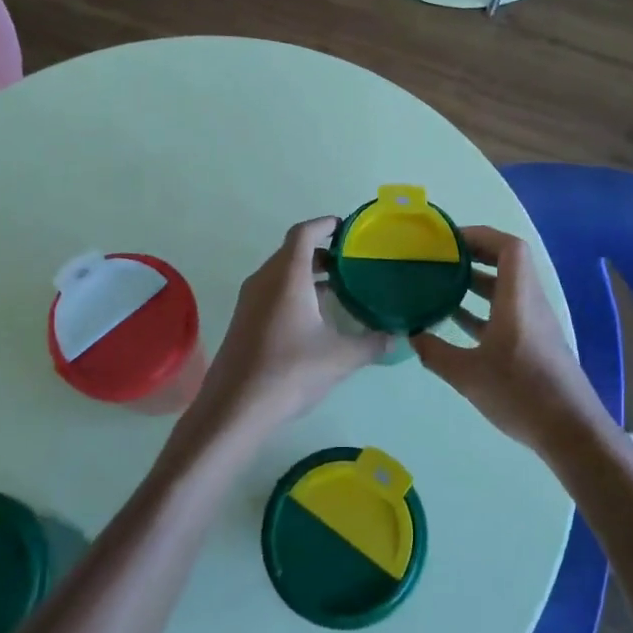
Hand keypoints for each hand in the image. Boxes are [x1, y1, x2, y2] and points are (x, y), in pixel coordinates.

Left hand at [177, 217, 389, 454]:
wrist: (235, 407)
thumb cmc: (290, 372)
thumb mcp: (340, 358)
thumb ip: (372, 343)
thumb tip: (397, 337)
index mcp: (287, 277)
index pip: (304, 233)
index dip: (325, 225)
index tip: (346, 228)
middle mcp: (265, 280)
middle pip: (292, 251)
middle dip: (321, 252)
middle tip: (351, 263)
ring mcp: (250, 301)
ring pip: (280, 273)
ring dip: (307, 274)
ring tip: (338, 289)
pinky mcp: (243, 320)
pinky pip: (271, 292)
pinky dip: (294, 292)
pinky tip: (314, 318)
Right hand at [414, 226, 608, 453]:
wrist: (571, 432)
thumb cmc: (520, 393)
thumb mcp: (467, 374)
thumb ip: (435, 353)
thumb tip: (412, 335)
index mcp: (518, 298)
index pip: (508, 247)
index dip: (480, 235)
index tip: (448, 241)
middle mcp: (530, 303)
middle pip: (507, 262)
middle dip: (473, 255)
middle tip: (439, 258)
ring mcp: (534, 323)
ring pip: (506, 288)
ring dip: (477, 282)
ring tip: (441, 284)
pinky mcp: (534, 343)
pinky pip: (507, 311)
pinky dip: (483, 308)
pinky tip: (456, 322)